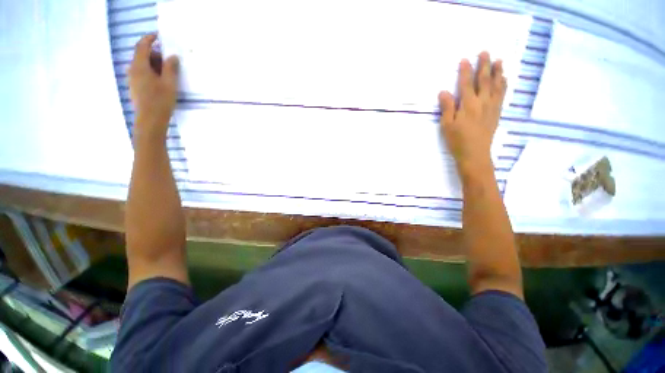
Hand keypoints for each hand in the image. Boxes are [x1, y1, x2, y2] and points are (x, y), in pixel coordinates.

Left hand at [128, 34, 178, 139]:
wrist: (149, 121)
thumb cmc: (160, 101)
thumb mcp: (169, 84)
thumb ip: (170, 68)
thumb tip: (172, 56)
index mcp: (139, 66)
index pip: (142, 46)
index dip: (150, 39)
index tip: (159, 37)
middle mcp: (132, 70)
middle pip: (142, 55)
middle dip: (155, 54)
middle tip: (170, 61)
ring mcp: (132, 79)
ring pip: (143, 65)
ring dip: (154, 65)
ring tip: (168, 73)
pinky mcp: (135, 87)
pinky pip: (142, 73)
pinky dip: (152, 72)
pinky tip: (162, 81)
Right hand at [439, 52, 506, 173]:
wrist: (475, 154)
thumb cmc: (457, 141)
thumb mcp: (447, 126)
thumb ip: (447, 107)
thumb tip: (443, 91)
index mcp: (468, 105)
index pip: (467, 84)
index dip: (465, 71)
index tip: (465, 59)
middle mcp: (482, 102)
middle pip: (484, 80)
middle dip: (484, 65)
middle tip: (485, 52)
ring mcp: (492, 107)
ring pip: (496, 85)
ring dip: (497, 72)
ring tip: (499, 60)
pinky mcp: (497, 113)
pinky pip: (502, 95)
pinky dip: (503, 85)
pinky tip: (504, 79)